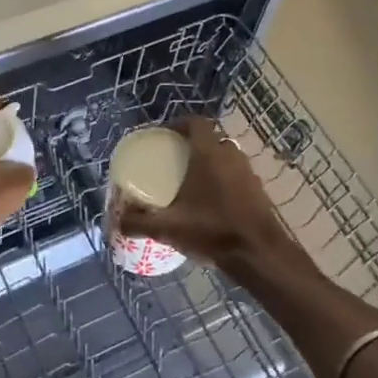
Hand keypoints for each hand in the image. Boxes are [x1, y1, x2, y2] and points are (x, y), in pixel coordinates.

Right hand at [114, 116, 292, 270]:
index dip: (179, 123)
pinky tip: (212, 203)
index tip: (164, 135)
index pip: (196, 122)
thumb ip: (139, 222)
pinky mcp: (259, 191)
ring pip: (226, 158)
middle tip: (174, 161)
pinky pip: (237, 176)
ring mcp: (248, 173)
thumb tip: (117, 221)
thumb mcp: (168, 228)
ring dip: (210, 164)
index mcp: (208, 154)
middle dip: (193, 146)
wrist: (259, 254)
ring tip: (191, 182)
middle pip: (211, 140)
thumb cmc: (212, 230)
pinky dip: (224, 181)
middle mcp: (231, 156)